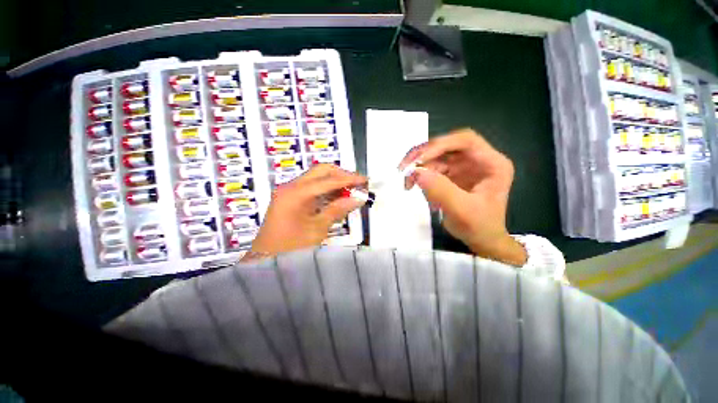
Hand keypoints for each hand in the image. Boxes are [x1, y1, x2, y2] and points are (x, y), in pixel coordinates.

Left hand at [247, 164, 366, 257]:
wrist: (264, 261)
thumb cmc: (290, 249)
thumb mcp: (317, 230)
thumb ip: (337, 210)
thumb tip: (357, 198)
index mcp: (296, 193)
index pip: (328, 180)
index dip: (349, 179)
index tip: (365, 180)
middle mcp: (291, 186)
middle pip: (321, 171)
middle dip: (342, 175)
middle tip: (358, 184)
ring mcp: (289, 191)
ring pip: (317, 178)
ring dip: (335, 181)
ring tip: (351, 190)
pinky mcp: (290, 198)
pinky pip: (312, 187)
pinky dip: (326, 189)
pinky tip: (337, 197)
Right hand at [399, 128, 526, 265]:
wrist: (481, 240)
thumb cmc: (478, 227)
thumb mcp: (461, 210)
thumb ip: (440, 190)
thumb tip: (415, 172)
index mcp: (491, 163)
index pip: (465, 141)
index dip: (440, 145)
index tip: (419, 161)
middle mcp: (478, 160)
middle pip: (447, 145)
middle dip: (423, 155)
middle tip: (404, 167)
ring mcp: (464, 166)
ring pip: (437, 156)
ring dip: (419, 166)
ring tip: (407, 183)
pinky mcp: (453, 174)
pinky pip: (433, 168)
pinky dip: (421, 175)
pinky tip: (415, 186)